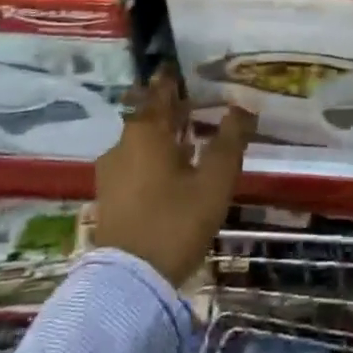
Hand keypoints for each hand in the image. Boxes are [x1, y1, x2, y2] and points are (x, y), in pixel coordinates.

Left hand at [94, 69, 255, 286]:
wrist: (129, 283)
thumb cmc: (176, 221)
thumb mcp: (214, 180)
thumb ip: (230, 140)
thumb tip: (243, 107)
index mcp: (146, 131)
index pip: (159, 92)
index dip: (170, 80)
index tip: (179, 69)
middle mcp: (122, 144)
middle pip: (147, 116)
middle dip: (168, 109)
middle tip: (192, 104)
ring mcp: (111, 173)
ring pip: (139, 142)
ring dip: (161, 136)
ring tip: (186, 139)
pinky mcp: (109, 198)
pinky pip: (133, 164)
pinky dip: (151, 159)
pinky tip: (169, 172)